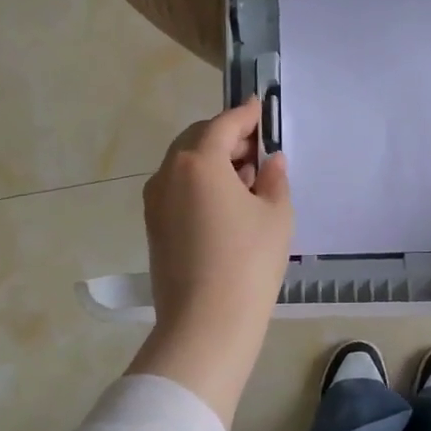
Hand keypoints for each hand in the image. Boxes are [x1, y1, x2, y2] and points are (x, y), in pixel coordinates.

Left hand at [128, 98, 292, 422]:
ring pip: (185, 165)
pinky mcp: (153, 226)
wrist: (205, 323)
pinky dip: (200, 183)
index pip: (224, 124)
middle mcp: (168, 173)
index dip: (245, 114)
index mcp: (198, 161)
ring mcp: (155, 201)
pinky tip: (227, 204)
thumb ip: (275, 178)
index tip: (260, 107)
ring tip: (247, 179)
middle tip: (259, 150)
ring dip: (213, 162)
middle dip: (227, 138)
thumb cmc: (248, 262)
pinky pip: (178, 189)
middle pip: (198, 140)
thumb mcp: (276, 215)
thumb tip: (271, 162)